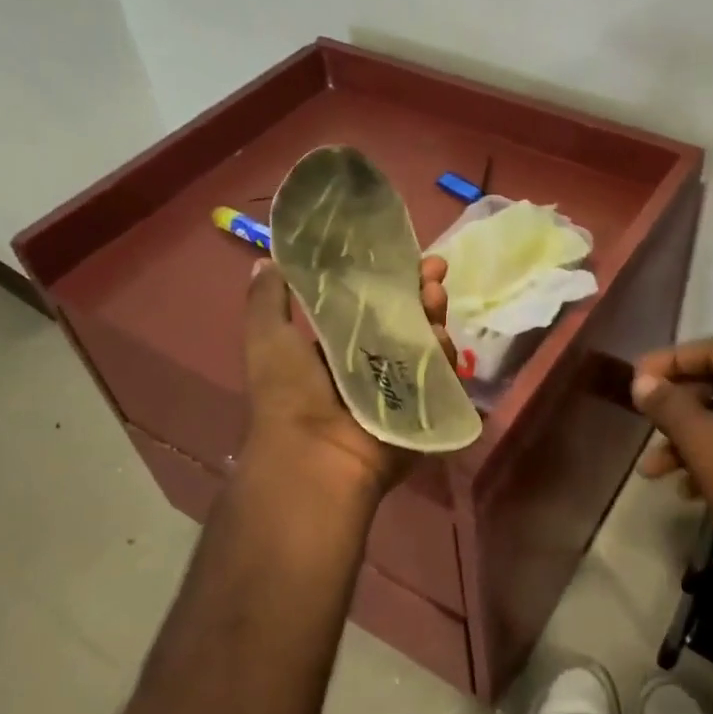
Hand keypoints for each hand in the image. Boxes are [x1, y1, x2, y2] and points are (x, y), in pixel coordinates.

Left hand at [240, 255, 454, 498]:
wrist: (315, 457)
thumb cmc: (288, 394)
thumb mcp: (268, 338)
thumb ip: (268, 299)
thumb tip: (267, 260)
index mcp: (338, 347)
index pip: (373, 305)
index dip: (390, 280)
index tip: (406, 257)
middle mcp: (372, 364)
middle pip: (407, 320)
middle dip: (421, 293)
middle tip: (434, 272)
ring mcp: (401, 387)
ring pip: (427, 343)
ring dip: (435, 316)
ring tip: (435, 298)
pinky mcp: (423, 408)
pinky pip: (441, 377)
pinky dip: (444, 356)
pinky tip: (441, 339)